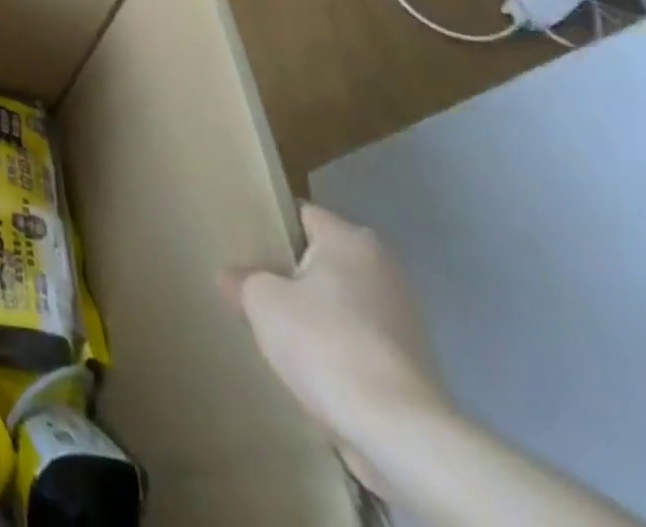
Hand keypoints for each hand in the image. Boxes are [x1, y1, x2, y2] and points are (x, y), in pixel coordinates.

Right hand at [221, 204, 448, 494]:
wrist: (397, 431)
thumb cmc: (324, 342)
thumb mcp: (260, 301)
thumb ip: (242, 280)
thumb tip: (232, 278)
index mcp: (350, 239)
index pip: (302, 215)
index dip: (270, 227)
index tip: (244, 244)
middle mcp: (384, 267)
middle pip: (324, 259)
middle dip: (292, 273)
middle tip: (254, 286)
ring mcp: (405, 317)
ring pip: (343, 301)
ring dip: (317, 312)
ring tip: (278, 329)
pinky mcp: (414, 363)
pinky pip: (361, 338)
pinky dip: (339, 345)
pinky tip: (312, 364)